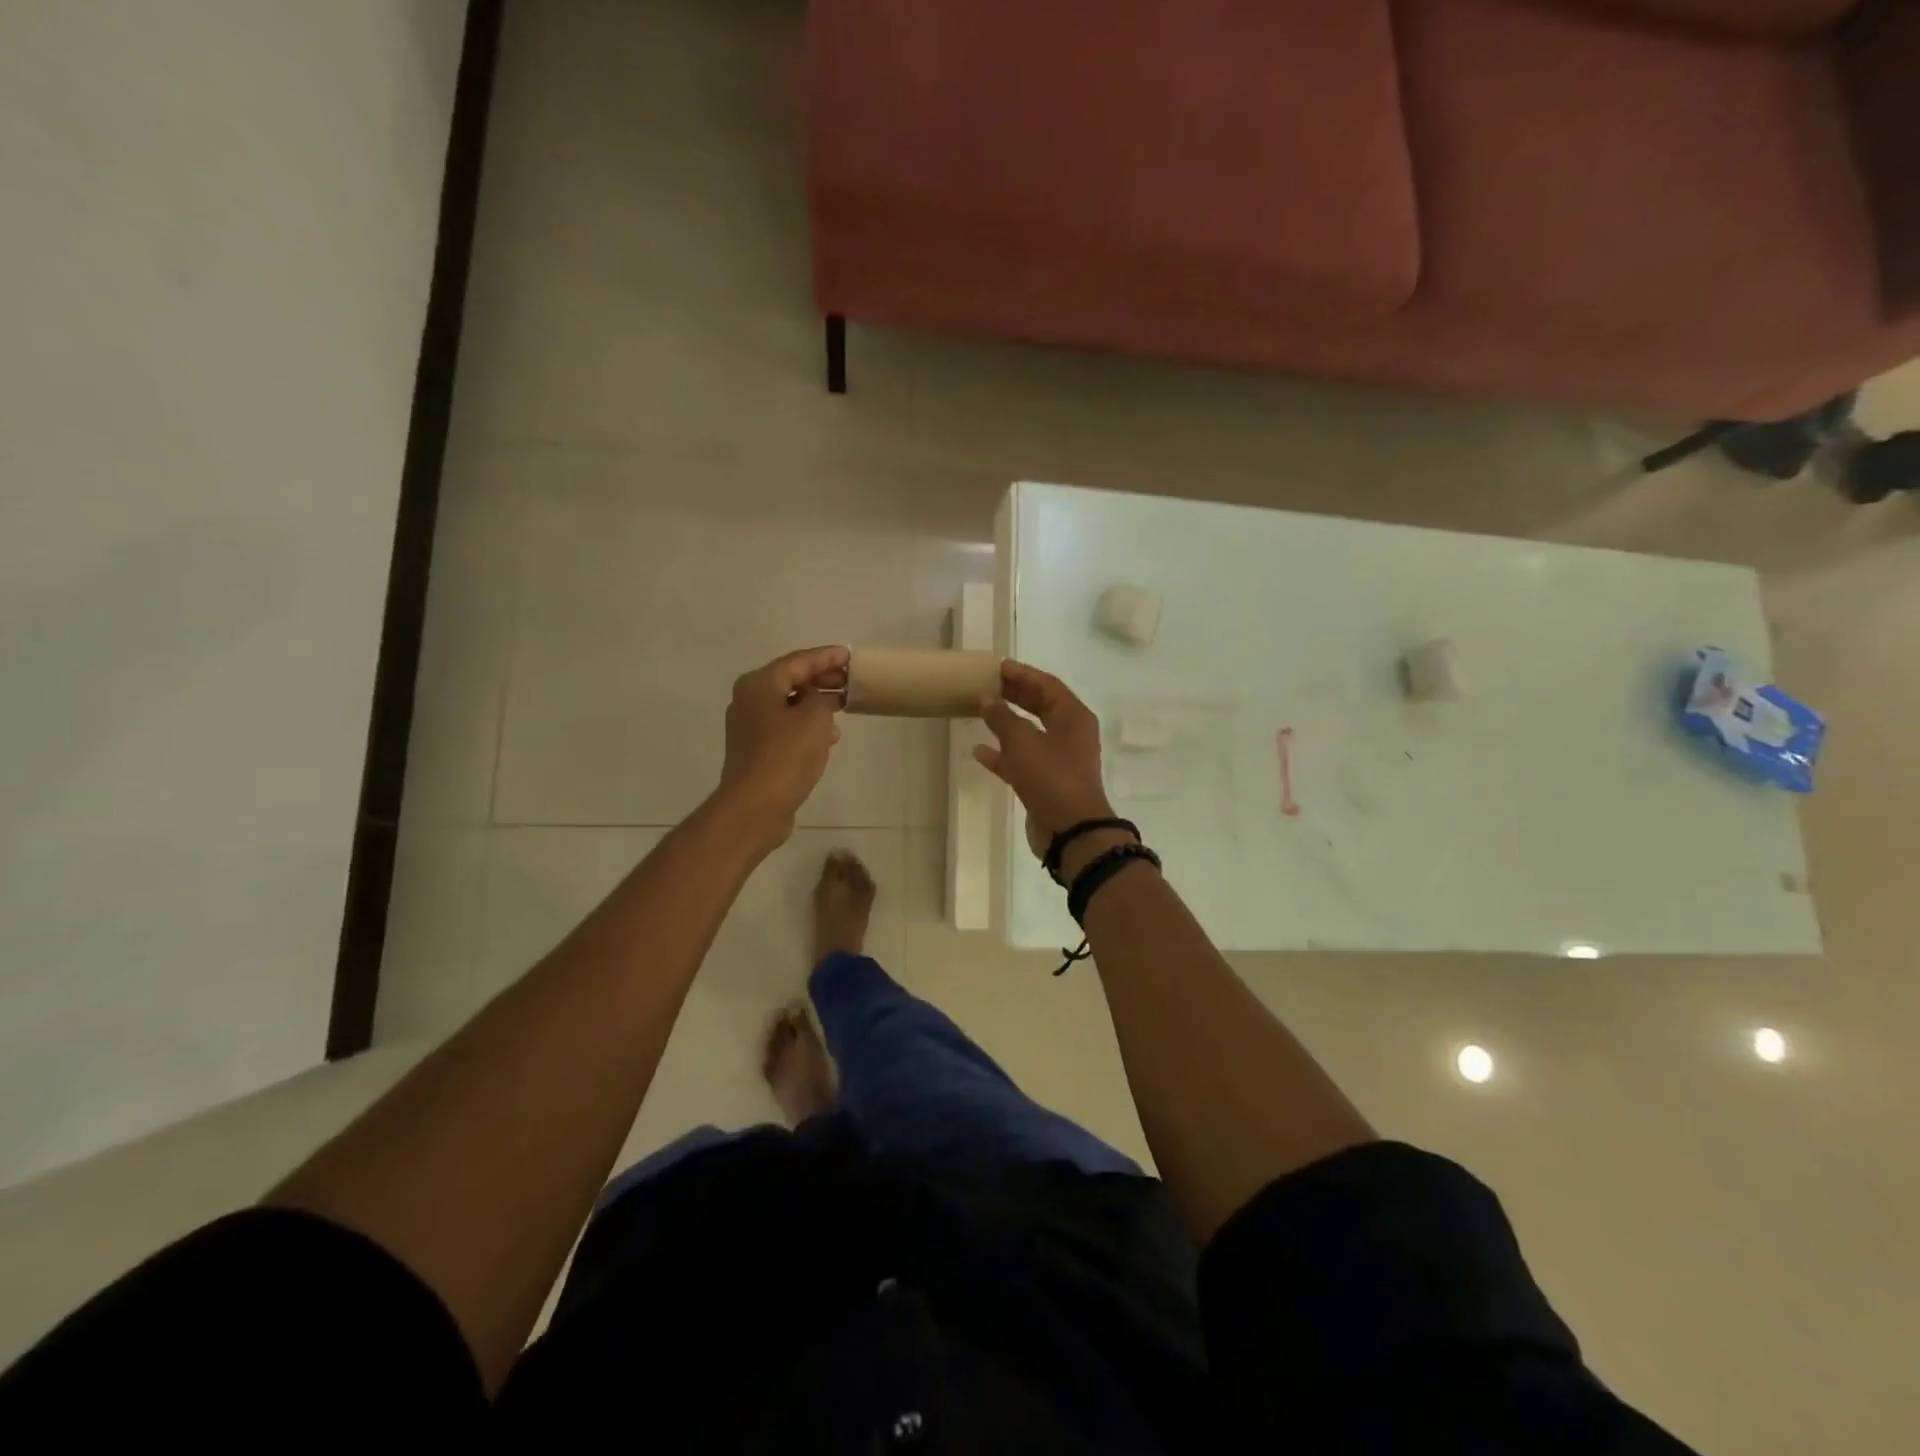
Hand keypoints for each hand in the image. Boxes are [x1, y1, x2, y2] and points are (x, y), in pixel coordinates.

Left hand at [715, 645, 848, 847]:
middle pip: (791, 681)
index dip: (826, 657)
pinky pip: (786, 727)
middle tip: (850, 680)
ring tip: (844, 706)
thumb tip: (818, 700)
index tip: (849, 655)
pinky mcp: (756, 751)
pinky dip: (807, 725)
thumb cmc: (786, 755)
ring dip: (816, 704)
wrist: (755, 806)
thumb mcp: (814, 718)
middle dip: (821, 679)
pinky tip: (829, 736)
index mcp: (759, 684)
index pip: (798, 661)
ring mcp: (750, 727)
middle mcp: (749, 700)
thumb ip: (822, 698)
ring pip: (789, 705)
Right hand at [975, 661, 1114, 859]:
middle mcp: (1070, 734)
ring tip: (980, 712)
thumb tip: (988, 700)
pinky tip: (980, 751)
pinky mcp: (1046, 782)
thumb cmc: (1051, 777)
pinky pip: (1023, 760)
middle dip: (1015, 696)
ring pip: (1030, 734)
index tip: (998, 667)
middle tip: (988, 685)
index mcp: (1073, 717)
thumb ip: (1002, 718)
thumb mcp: (1023, 742)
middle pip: (1041, 706)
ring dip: (1007, 724)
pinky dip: (1003, 755)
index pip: (1047, 685)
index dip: (1022, 674)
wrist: (1071, 831)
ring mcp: (1059, 760)